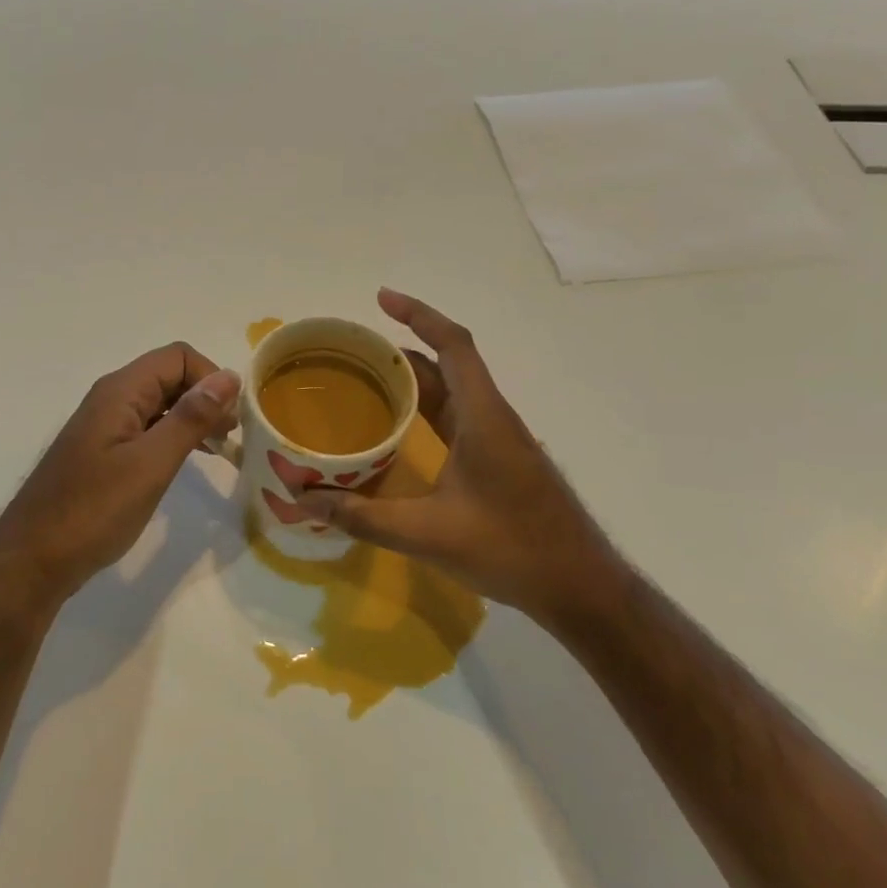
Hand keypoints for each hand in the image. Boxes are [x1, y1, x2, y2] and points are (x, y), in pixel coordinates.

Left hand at [0, 343, 240, 603]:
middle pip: (169, 375)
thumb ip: (190, 418)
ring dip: (192, 417)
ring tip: (218, 448)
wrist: (33, 559)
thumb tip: (229, 377)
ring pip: (160, 402)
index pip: (178, 357)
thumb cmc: (94, 510)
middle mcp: (111, 398)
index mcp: (120, 391)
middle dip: (206, 397)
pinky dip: (173, 435)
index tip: (232, 421)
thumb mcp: (151, 464)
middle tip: (230, 438)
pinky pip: (147, 426)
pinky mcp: (103, 450)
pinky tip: (187, 460)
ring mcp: (105, 425)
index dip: (211, 378)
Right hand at [294, 289, 610, 617]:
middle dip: (401, 349)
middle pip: (448, 364)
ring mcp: (499, 440)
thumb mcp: (427, 534)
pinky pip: (456, 417)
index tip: (381, 299)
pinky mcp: (499, 461)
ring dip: (413, 381)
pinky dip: (425, 410)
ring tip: (363, 381)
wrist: (580, 588)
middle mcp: (493, 417)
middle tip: (353, 350)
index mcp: (483, 417)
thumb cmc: (512, 549)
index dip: (419, 314)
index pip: (453, 345)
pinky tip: (397, 429)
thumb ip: (363, 517)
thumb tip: (305, 502)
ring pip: (452, 392)